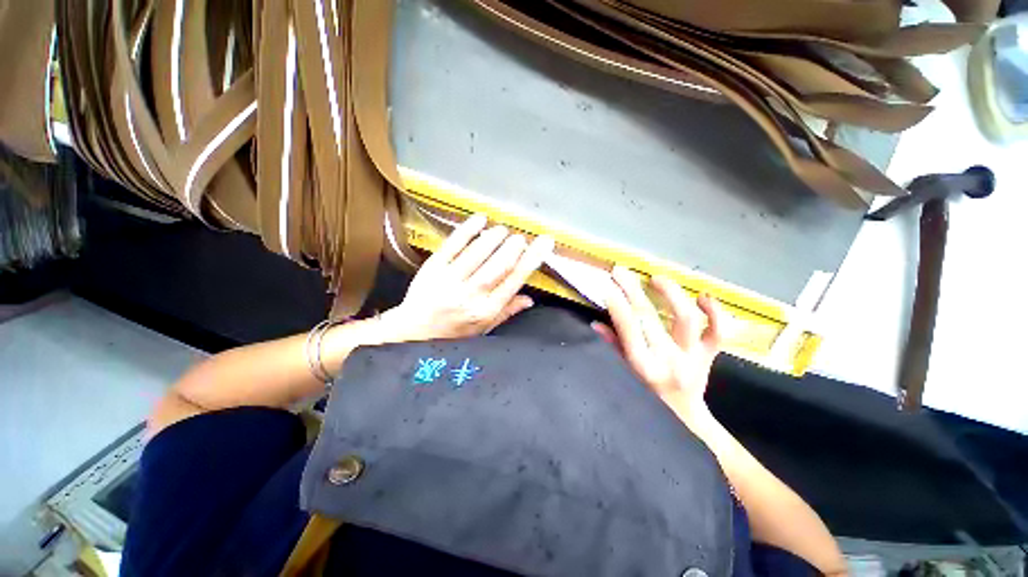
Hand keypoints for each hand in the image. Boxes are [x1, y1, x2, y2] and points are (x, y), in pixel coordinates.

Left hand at [380, 214, 554, 341]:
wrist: (412, 332)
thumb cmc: (452, 332)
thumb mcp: (482, 328)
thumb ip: (506, 312)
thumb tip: (530, 299)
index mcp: (486, 310)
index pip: (514, 281)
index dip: (532, 260)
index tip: (544, 243)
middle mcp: (470, 295)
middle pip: (498, 266)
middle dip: (513, 247)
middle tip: (521, 237)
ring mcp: (450, 279)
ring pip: (478, 253)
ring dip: (494, 238)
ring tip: (504, 230)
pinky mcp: (433, 267)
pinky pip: (453, 245)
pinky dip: (468, 230)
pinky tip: (480, 219)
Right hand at [593, 266, 723, 415]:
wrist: (686, 420)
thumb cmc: (649, 399)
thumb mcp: (626, 374)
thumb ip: (613, 347)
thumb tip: (596, 323)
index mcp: (644, 366)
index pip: (629, 330)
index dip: (618, 306)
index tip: (609, 287)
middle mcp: (668, 360)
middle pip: (650, 318)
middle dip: (632, 290)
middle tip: (621, 271)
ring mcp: (693, 357)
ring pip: (686, 319)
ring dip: (671, 294)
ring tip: (656, 278)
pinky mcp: (710, 355)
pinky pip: (720, 332)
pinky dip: (716, 312)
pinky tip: (702, 296)